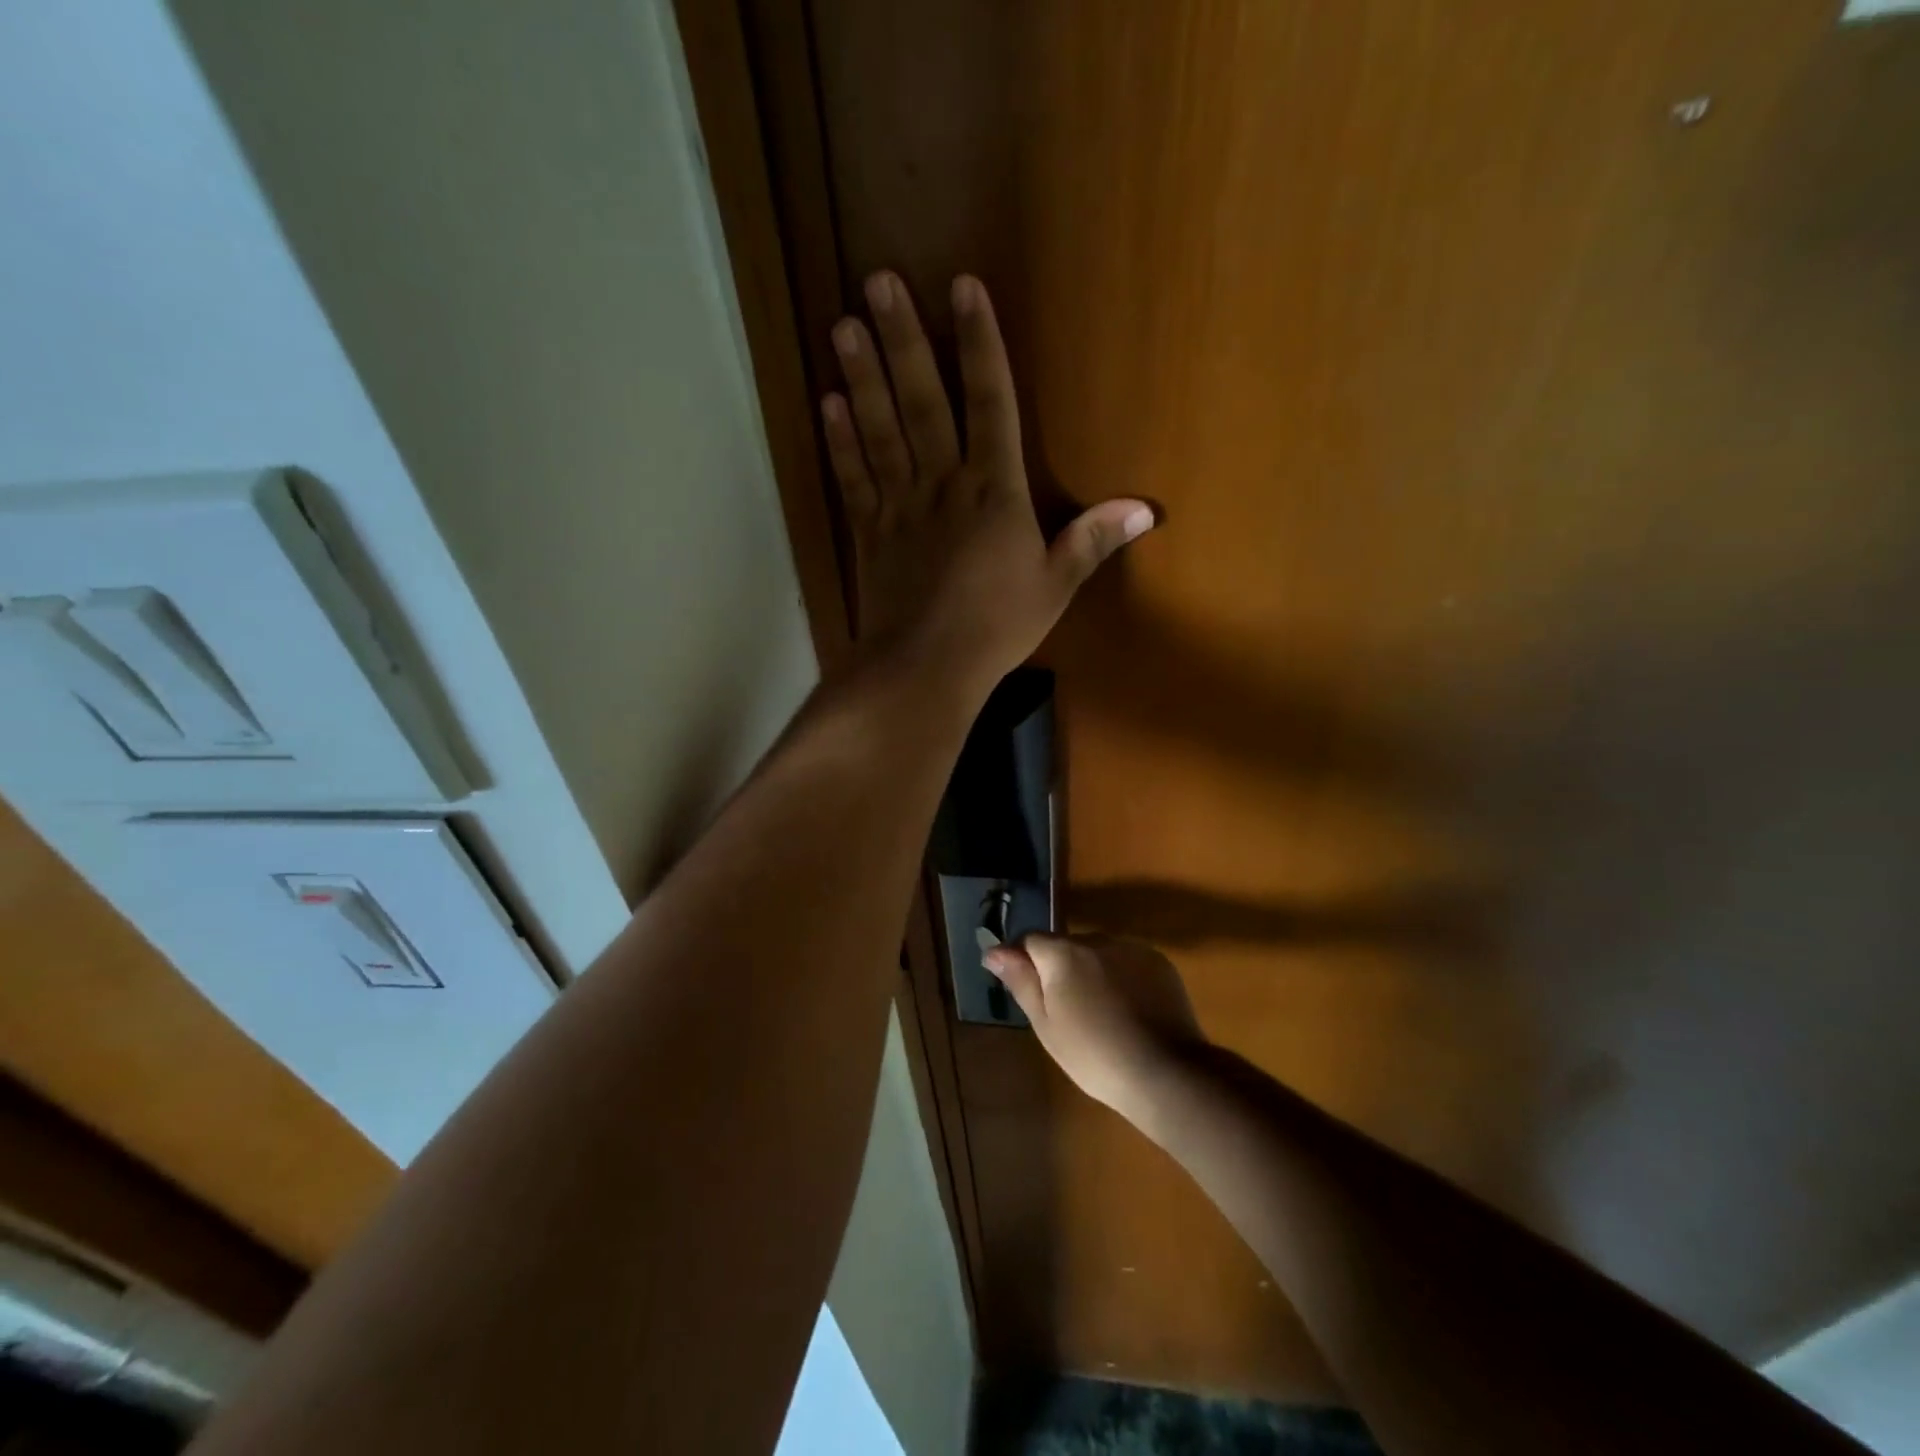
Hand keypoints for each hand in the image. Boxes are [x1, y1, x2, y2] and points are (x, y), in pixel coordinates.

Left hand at [822, 273, 1153, 697]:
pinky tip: (828, 402)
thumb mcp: (1055, 586)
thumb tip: (1145, 508)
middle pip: (924, 401)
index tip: (963, 288)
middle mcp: (944, 484)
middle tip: (880, 280)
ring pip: (881, 430)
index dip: (979, 344)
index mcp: (995, 491)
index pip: (990, 402)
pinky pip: (854, 478)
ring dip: (863, 376)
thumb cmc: (997, 628)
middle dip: (905, 340)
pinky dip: (840, 441)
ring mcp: (900, 506)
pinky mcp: (869, 533)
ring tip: (844, 324)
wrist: (926, 667)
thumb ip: (1092, 541)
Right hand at [982, 934, 1205, 1125]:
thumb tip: (993, 951)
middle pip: (1066, 946)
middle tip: (1067, 1013)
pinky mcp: (1159, 962)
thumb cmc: (1094, 1055)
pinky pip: (1128, 962)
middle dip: (1060, 969)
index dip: (1022, 961)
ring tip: (1102, 1014)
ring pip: (1099, 953)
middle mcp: (1097, 939)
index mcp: (1063, 953)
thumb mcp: (1046, 1024)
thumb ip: (1021, 981)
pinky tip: (1129, 1011)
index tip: (1026, 990)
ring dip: (1092, 972)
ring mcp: (1132, 948)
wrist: (1165, 1072)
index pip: (1030, 940)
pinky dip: (1122, 977)